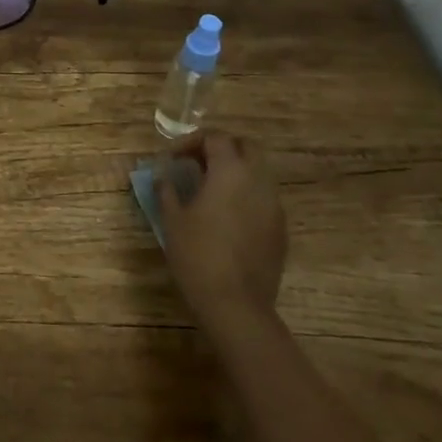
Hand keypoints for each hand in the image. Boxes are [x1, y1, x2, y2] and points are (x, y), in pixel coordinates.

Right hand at [157, 133, 288, 329]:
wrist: (236, 304)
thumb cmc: (197, 255)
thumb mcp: (172, 219)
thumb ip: (167, 190)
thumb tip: (162, 175)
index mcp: (230, 171)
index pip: (215, 137)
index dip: (191, 142)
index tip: (173, 159)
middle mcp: (258, 180)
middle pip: (245, 146)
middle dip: (221, 148)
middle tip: (196, 163)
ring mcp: (274, 205)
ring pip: (258, 172)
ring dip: (235, 172)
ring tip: (210, 190)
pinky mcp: (280, 228)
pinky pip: (263, 198)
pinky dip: (246, 195)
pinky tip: (227, 217)